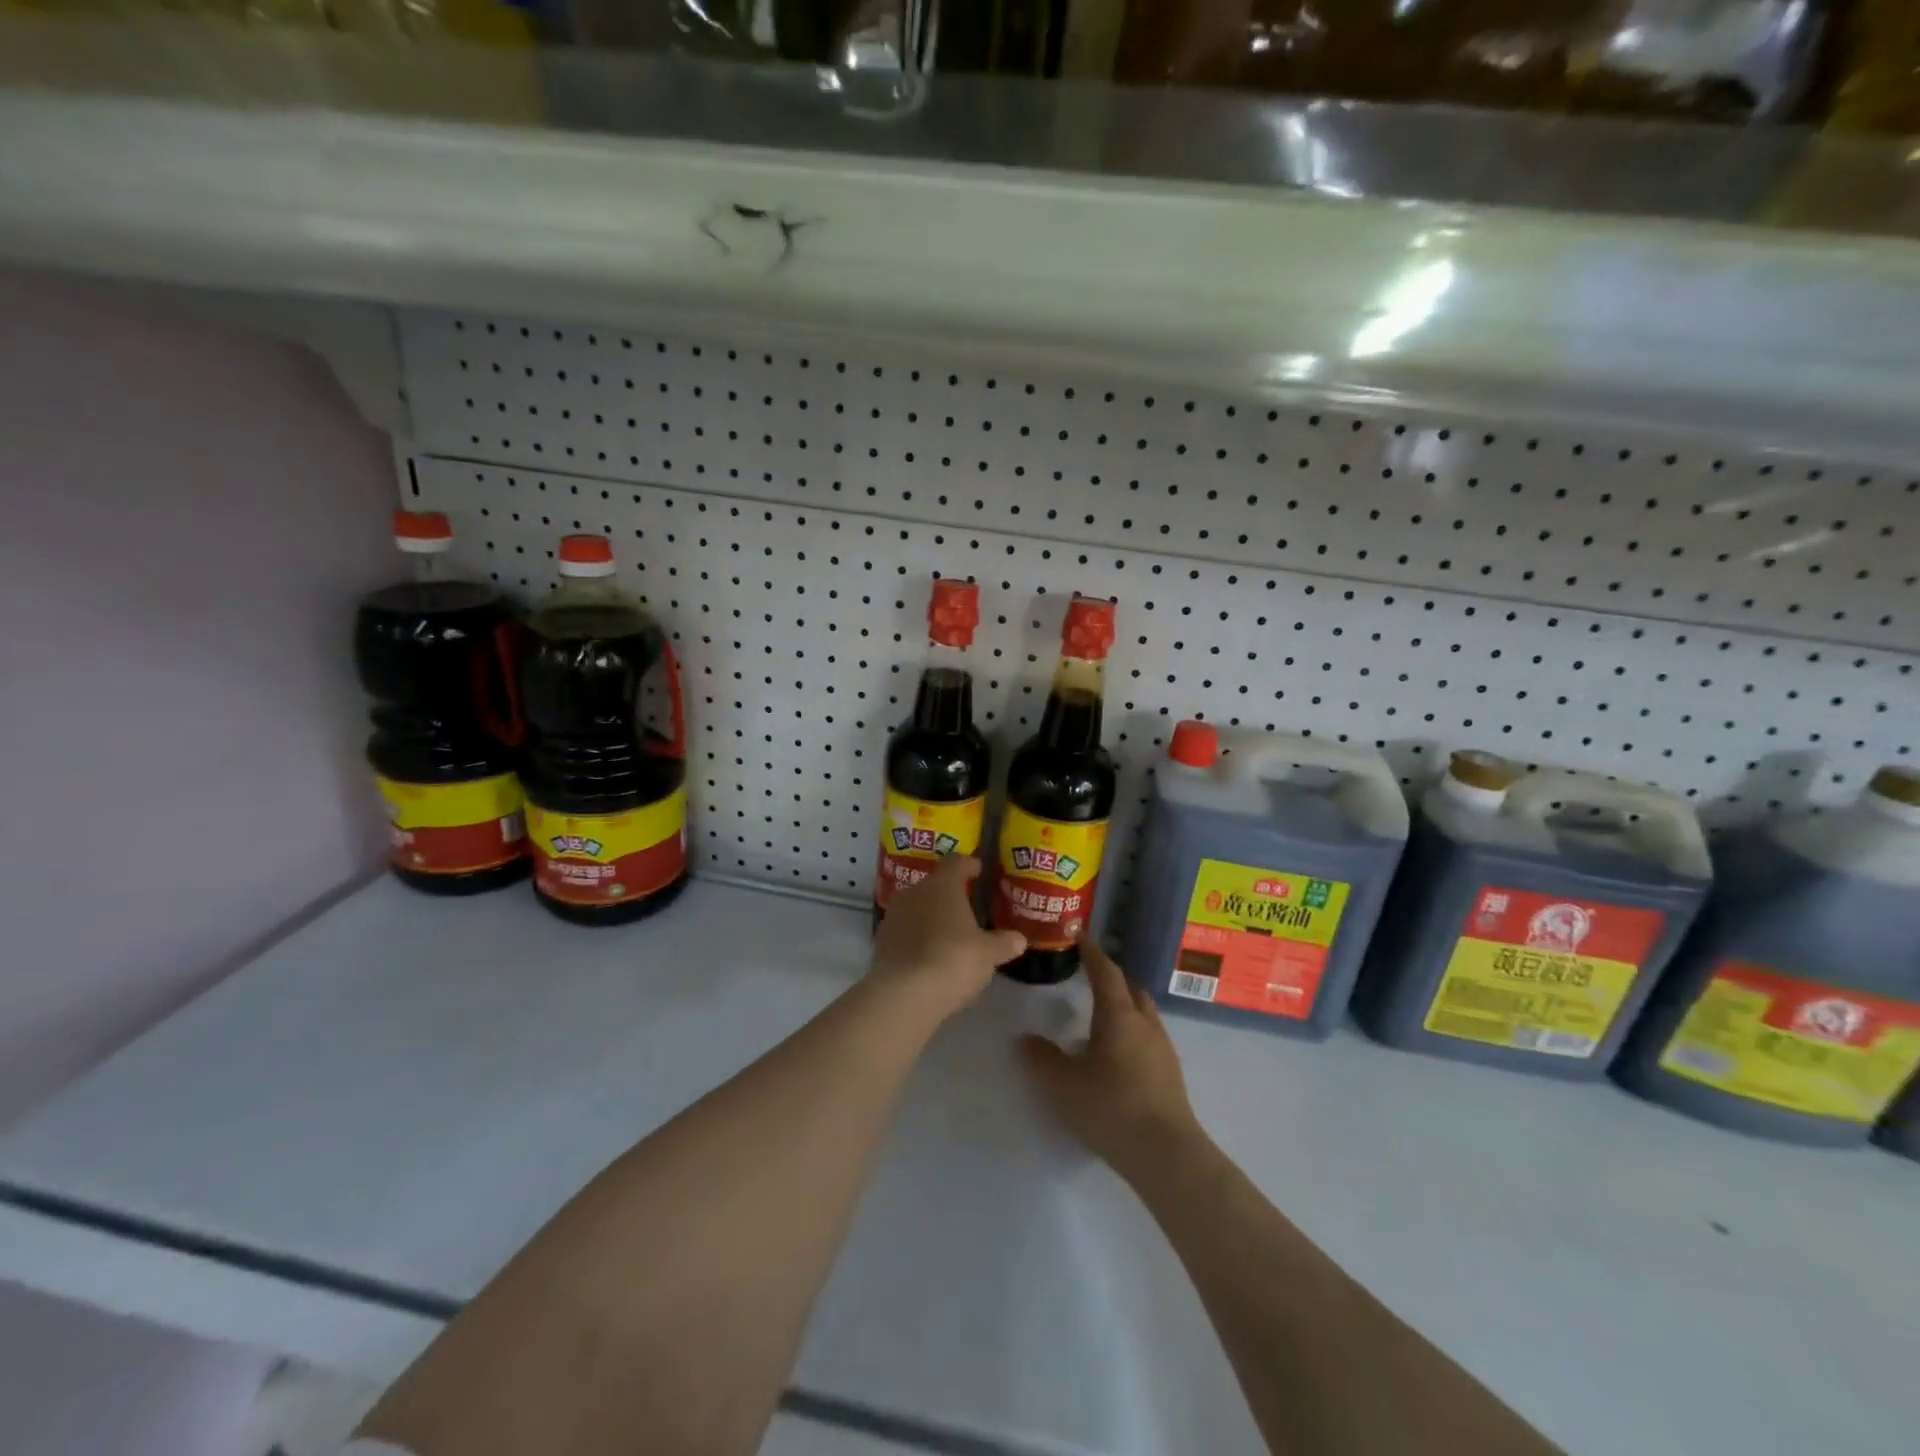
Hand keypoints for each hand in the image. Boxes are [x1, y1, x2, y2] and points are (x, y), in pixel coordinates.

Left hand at [870, 856, 1025, 1021]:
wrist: (904, 993)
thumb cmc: (953, 960)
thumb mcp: (988, 954)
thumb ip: (1004, 943)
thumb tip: (1019, 939)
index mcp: (942, 886)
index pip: (955, 862)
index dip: (968, 865)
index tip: (977, 871)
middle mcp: (914, 892)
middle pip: (934, 885)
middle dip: (949, 895)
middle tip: (966, 911)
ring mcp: (893, 916)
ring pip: (916, 908)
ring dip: (930, 918)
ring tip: (947, 937)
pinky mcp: (880, 941)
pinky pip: (903, 932)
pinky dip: (915, 939)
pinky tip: (927, 957)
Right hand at [1020, 937, 1204, 1182]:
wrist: (1167, 1154)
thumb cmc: (1112, 1108)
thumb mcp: (1065, 1085)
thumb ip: (1043, 1059)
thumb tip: (1025, 1040)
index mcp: (1119, 1016)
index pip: (1106, 972)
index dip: (1093, 953)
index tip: (1082, 936)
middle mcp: (1144, 1024)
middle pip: (1130, 989)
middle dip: (1112, 980)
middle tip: (1090, 978)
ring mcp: (1162, 1049)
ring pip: (1143, 1014)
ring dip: (1124, 1008)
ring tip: (1100, 1019)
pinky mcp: (1170, 1074)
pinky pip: (1148, 1038)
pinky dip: (1132, 1033)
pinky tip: (1116, 1056)